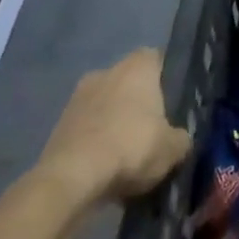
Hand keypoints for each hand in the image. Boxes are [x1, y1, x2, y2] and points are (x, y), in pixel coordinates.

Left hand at [34, 50, 190, 210]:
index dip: (166, 78)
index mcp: (137, 66)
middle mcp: (106, 71)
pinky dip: (94, 141)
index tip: (173, 101)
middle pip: (128, 81)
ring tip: (126, 154)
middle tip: (151, 130)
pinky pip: (86, 128)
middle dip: (138, 102)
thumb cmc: (131, 147)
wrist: (71, 179)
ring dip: (113, 122)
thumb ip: (181, 138)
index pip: (157, 58)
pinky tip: (103, 166)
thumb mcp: (172, 148)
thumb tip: (180, 139)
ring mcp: (77, 97)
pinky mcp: (57, 126)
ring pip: (105, 104)